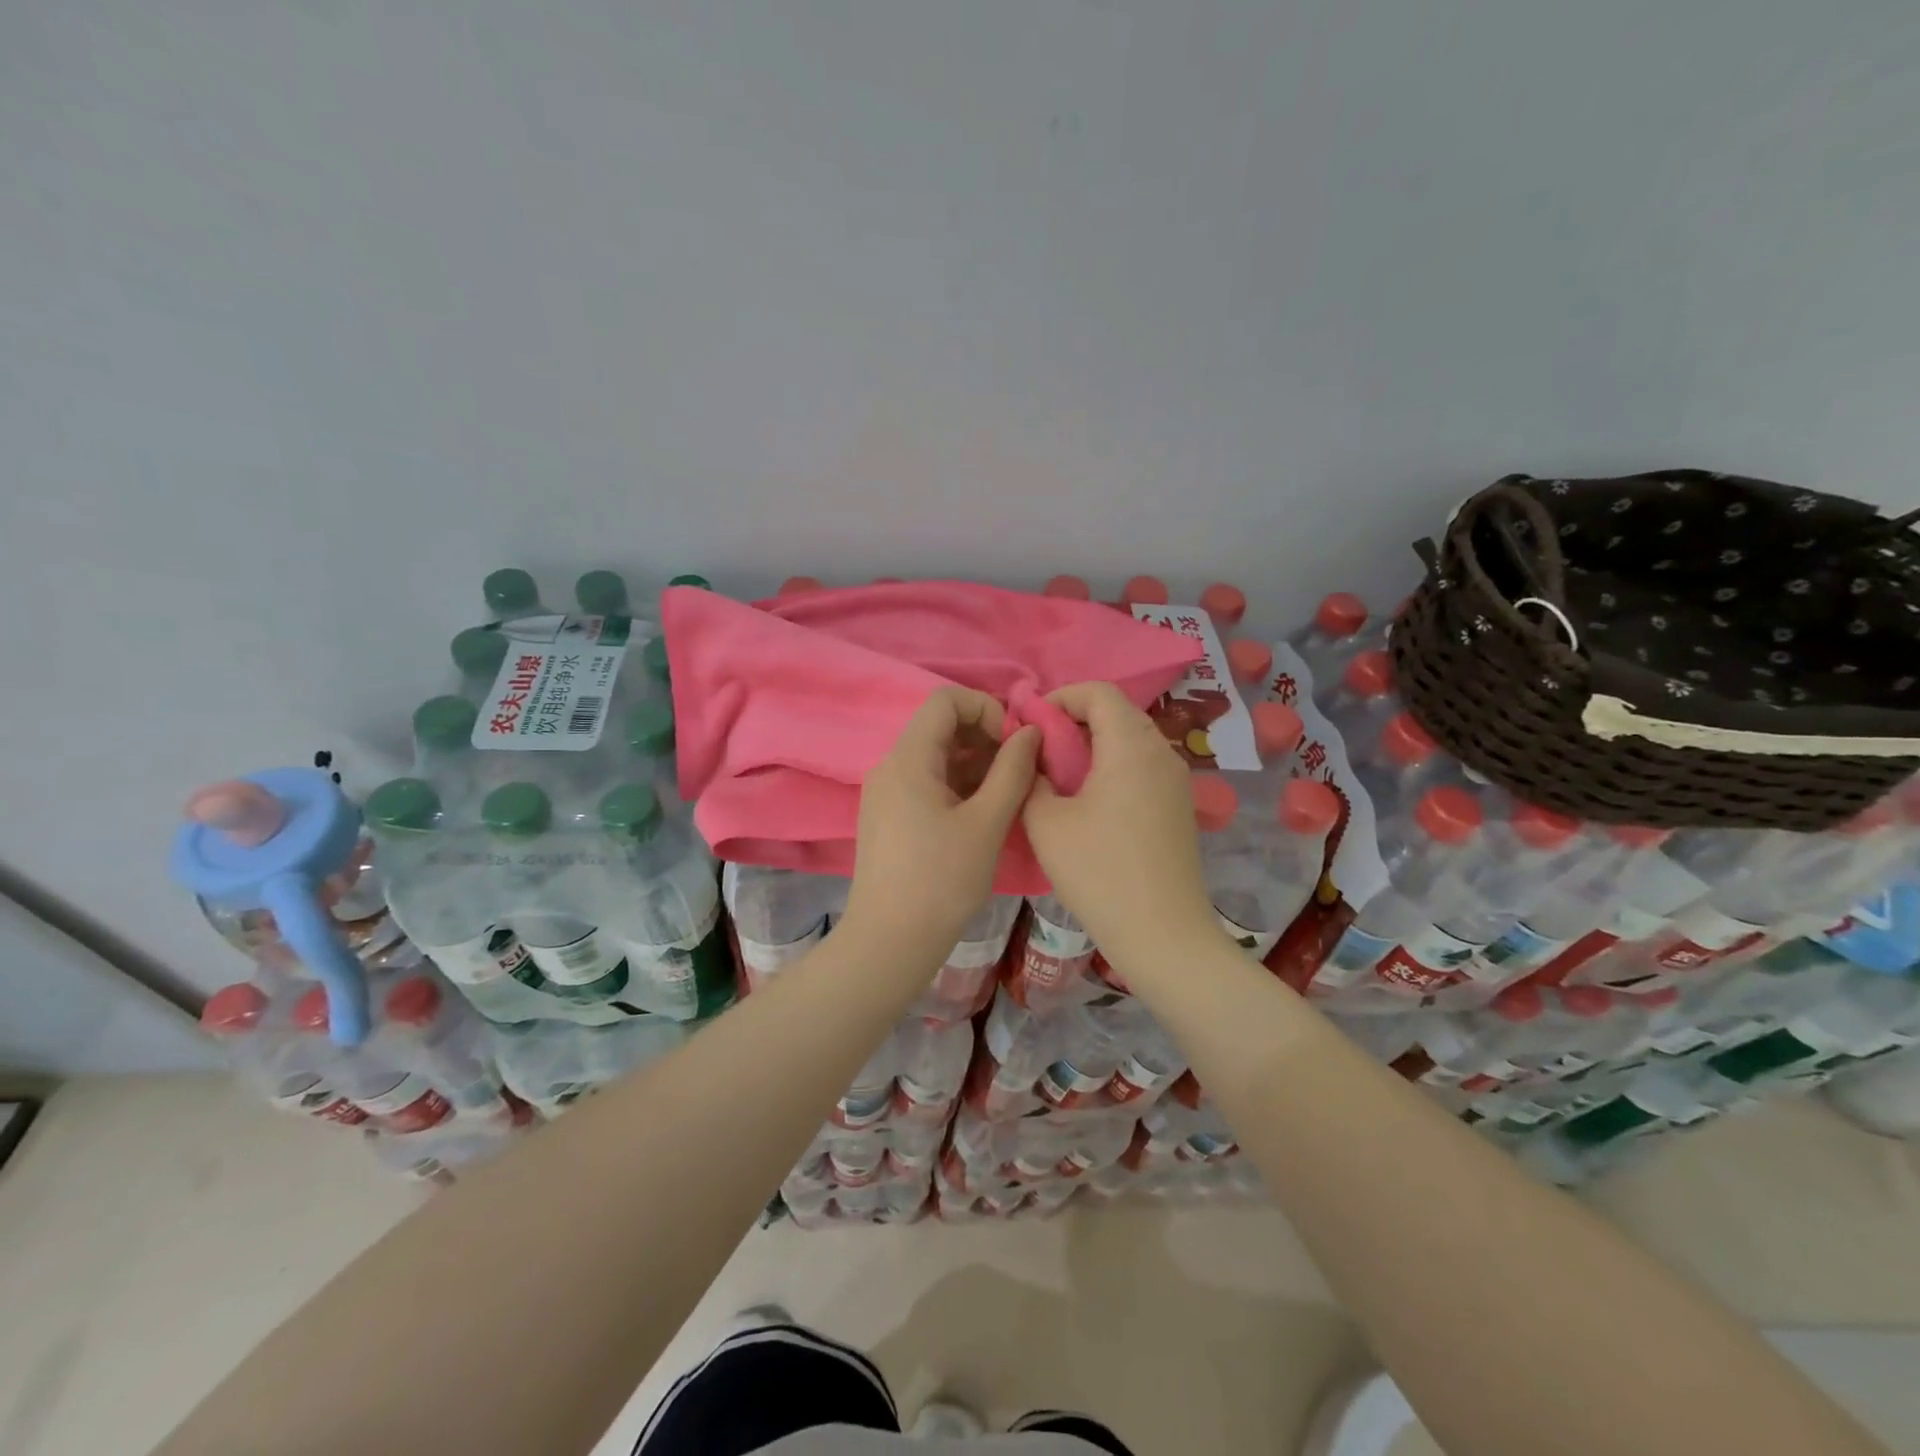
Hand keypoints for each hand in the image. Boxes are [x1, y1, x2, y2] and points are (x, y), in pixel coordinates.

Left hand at [842, 687, 1040, 966]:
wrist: (889, 943)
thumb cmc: (941, 881)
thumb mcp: (987, 823)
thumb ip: (1012, 770)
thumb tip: (1029, 732)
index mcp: (908, 759)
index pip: (945, 700)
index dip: (986, 709)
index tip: (1012, 746)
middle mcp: (890, 766)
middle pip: (940, 727)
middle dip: (985, 739)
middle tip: (1017, 774)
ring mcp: (885, 793)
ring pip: (935, 757)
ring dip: (975, 765)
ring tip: (1005, 798)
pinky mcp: (888, 817)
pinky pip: (926, 783)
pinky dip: (957, 787)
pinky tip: (981, 816)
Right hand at [1021, 682, 1223, 974]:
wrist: (1162, 933)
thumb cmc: (1098, 872)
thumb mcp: (1046, 823)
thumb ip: (1031, 778)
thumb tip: (1033, 758)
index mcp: (1131, 746)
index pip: (1099, 692)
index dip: (1060, 697)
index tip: (1032, 725)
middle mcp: (1161, 752)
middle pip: (1117, 713)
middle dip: (1075, 721)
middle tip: (1041, 751)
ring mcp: (1176, 780)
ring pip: (1131, 741)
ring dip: (1094, 745)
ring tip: (1061, 777)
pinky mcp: (1179, 806)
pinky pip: (1142, 767)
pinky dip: (1113, 767)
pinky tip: (1090, 802)